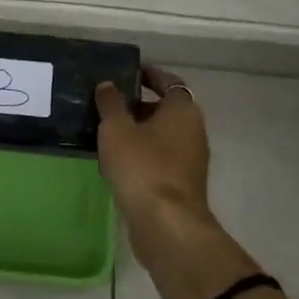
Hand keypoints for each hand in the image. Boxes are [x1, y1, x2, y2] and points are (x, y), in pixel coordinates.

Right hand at [95, 66, 213, 262]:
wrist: (166, 225)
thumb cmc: (142, 167)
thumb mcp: (116, 129)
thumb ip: (110, 103)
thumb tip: (108, 84)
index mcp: (183, 111)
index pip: (170, 82)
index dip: (150, 75)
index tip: (128, 73)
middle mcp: (192, 131)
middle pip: (165, 110)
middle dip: (138, 106)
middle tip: (108, 104)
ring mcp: (189, 160)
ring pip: (161, 137)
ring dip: (137, 133)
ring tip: (105, 133)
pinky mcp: (181, 185)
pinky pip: (159, 159)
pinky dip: (141, 155)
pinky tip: (115, 162)